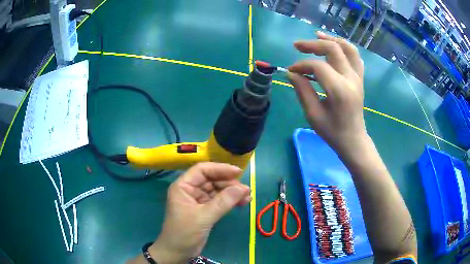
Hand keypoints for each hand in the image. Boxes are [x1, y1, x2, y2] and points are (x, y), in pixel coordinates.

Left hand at [148, 162, 250, 263]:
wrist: (178, 252)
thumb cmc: (184, 233)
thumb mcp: (203, 217)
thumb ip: (223, 202)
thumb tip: (243, 188)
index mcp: (183, 186)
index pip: (202, 170)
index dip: (220, 169)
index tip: (238, 172)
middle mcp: (190, 190)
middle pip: (212, 179)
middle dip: (229, 183)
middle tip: (246, 190)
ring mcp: (198, 200)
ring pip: (217, 190)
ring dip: (232, 193)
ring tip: (247, 197)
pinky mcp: (205, 210)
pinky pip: (219, 201)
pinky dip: (230, 201)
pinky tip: (241, 203)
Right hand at [287, 31, 366, 153]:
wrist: (353, 140)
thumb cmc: (333, 132)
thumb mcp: (313, 115)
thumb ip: (302, 91)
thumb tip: (292, 73)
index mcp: (339, 90)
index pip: (318, 66)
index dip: (301, 65)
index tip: (290, 71)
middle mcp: (351, 79)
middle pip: (333, 49)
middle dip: (313, 44)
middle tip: (297, 45)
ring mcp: (358, 77)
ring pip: (348, 48)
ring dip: (331, 39)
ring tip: (317, 35)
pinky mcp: (360, 79)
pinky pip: (355, 56)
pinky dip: (344, 47)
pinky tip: (334, 45)